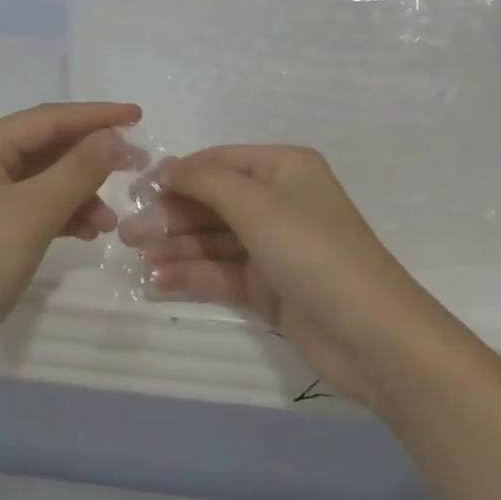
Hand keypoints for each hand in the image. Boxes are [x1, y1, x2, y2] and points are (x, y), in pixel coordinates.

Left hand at [0, 102, 144, 392]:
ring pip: (43, 179)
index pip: (48, 118)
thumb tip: (114, 136)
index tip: (139, 115)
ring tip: (111, 221)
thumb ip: (77, 170)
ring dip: (79, 192)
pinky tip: (87, 232)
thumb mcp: (32, 214)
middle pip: (45, 146)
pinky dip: (61, 214)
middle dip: (91, 158)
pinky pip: (33, 206)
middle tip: (137, 167)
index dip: (96, 116)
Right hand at [120, 146, 438, 408]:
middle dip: (171, 216)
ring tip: (136, 258)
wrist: (373, 336)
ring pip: (213, 240)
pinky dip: (193, 275)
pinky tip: (158, 282)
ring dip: (176, 248)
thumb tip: (165, 167)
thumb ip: (205, 182)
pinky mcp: (270, 287)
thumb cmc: (313, 252)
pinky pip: (222, 272)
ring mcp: (274, 247)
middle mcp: (279, 202)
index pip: (219, 162)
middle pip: (213, 202)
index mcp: (284, 169)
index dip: (177, 174)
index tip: (135, 190)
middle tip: (127, 233)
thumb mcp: (257, 205)